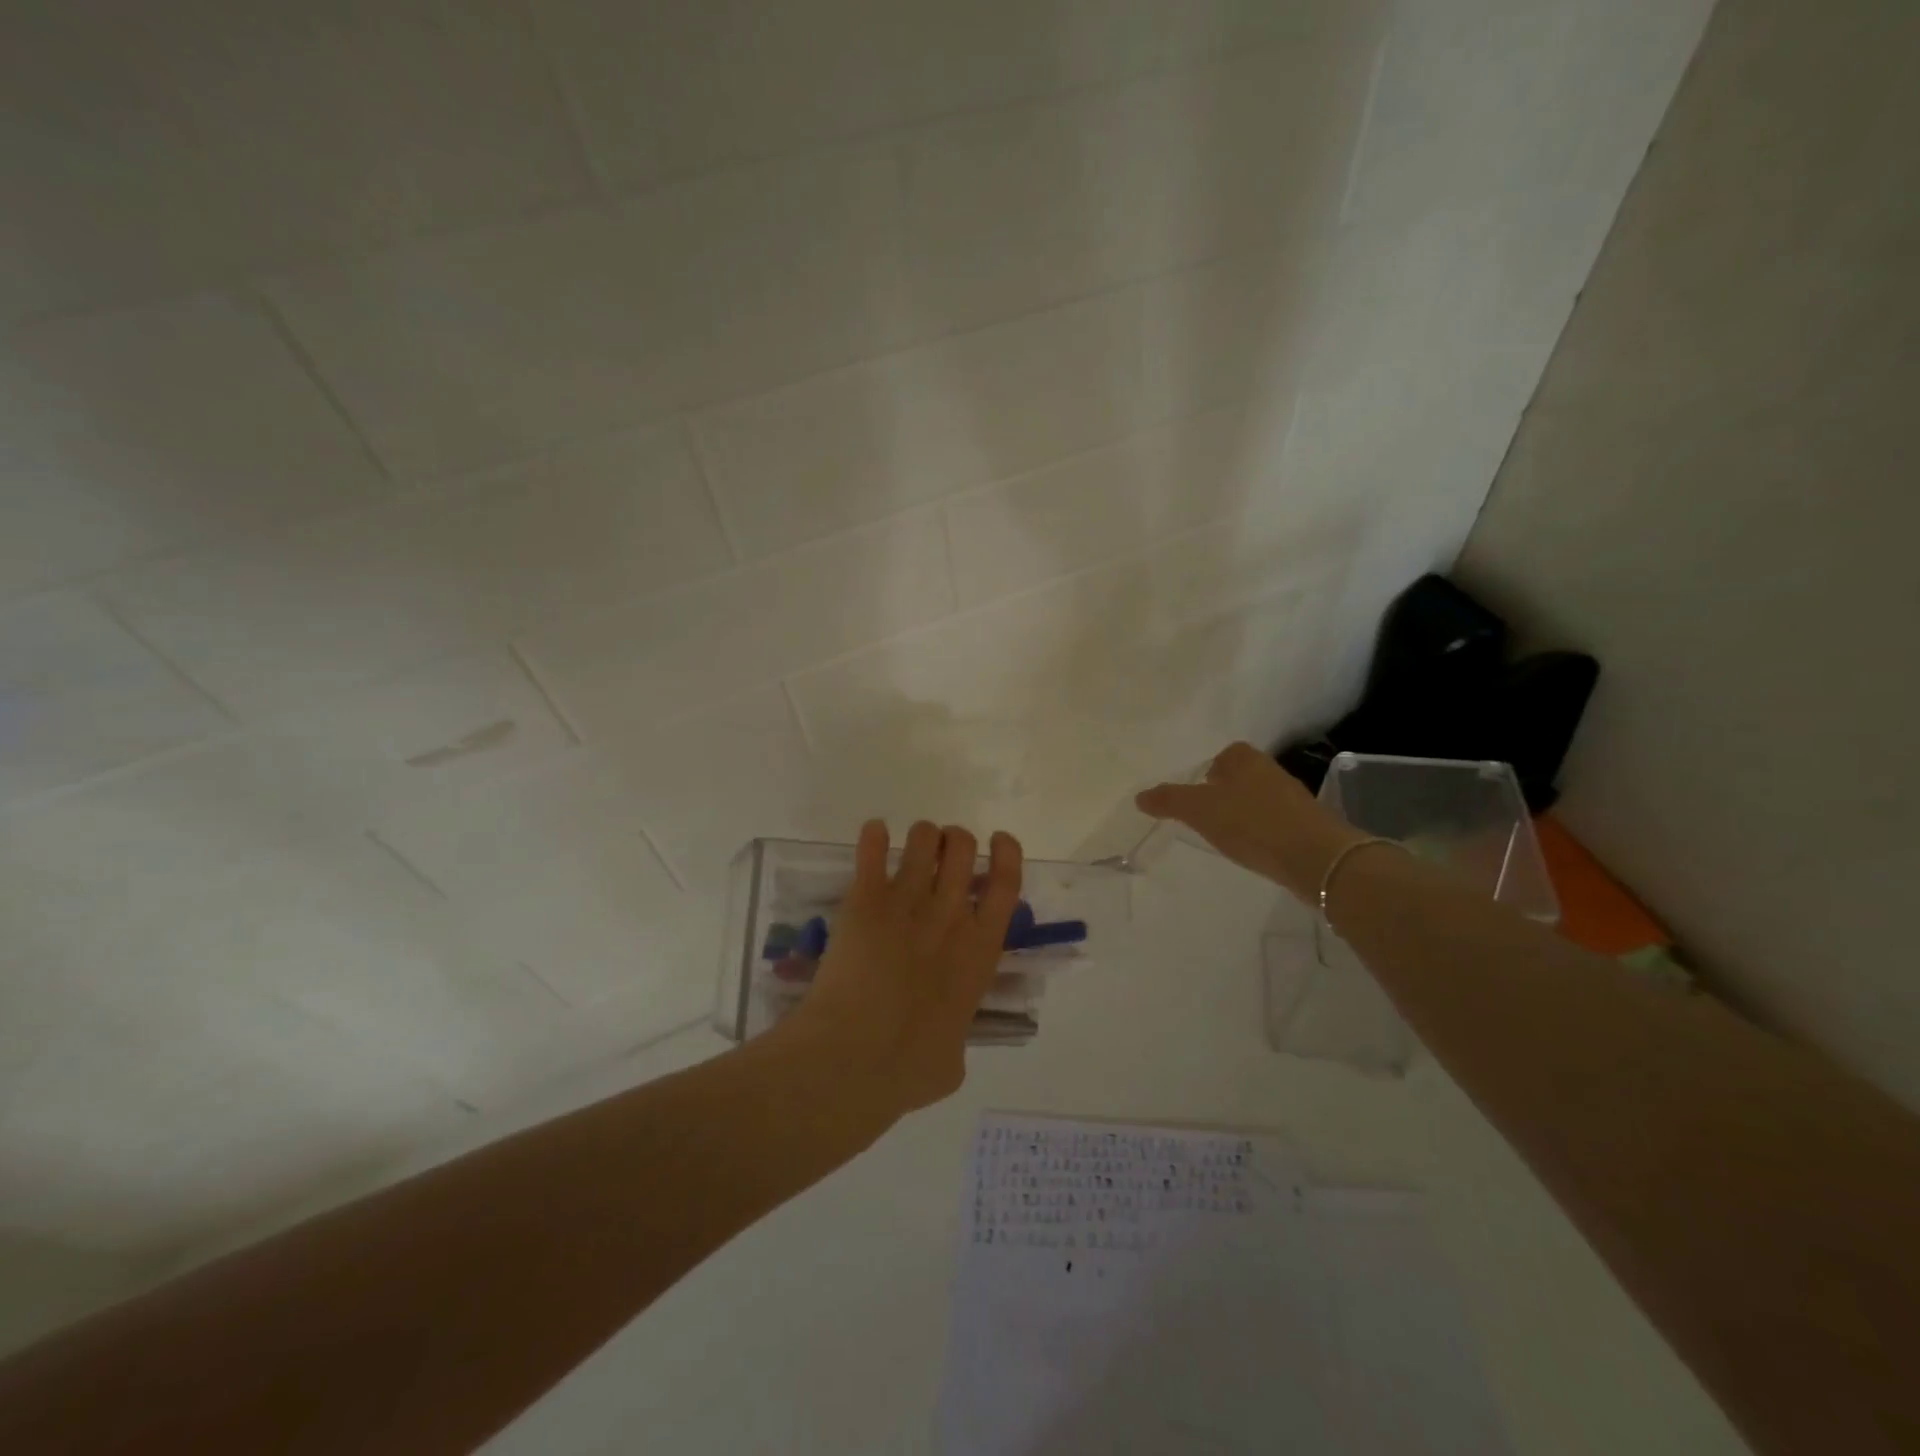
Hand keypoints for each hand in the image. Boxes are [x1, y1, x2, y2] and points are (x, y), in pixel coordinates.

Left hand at [788, 819, 1022, 1116]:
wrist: (854, 1058)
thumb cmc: (909, 1068)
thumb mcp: (951, 1064)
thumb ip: (955, 1040)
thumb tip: (946, 1045)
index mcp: (979, 951)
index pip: (1005, 884)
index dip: (1006, 854)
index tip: (998, 840)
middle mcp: (948, 916)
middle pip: (962, 849)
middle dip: (956, 840)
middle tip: (943, 850)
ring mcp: (905, 904)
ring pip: (922, 840)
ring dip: (921, 835)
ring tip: (913, 844)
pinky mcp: (864, 901)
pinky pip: (872, 852)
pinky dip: (873, 837)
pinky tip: (873, 833)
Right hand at [1136, 742, 1364, 900]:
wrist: (1314, 857)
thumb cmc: (1251, 823)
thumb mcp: (1199, 810)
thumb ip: (1168, 800)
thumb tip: (1140, 796)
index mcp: (1245, 758)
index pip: (1221, 756)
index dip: (1206, 774)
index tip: (1194, 797)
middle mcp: (1270, 770)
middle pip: (1239, 778)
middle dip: (1222, 794)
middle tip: (1203, 818)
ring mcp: (1292, 798)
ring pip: (1256, 800)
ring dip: (1241, 815)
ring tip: (1225, 837)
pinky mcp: (1305, 825)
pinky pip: (1272, 822)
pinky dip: (1259, 833)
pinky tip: (1251, 850)